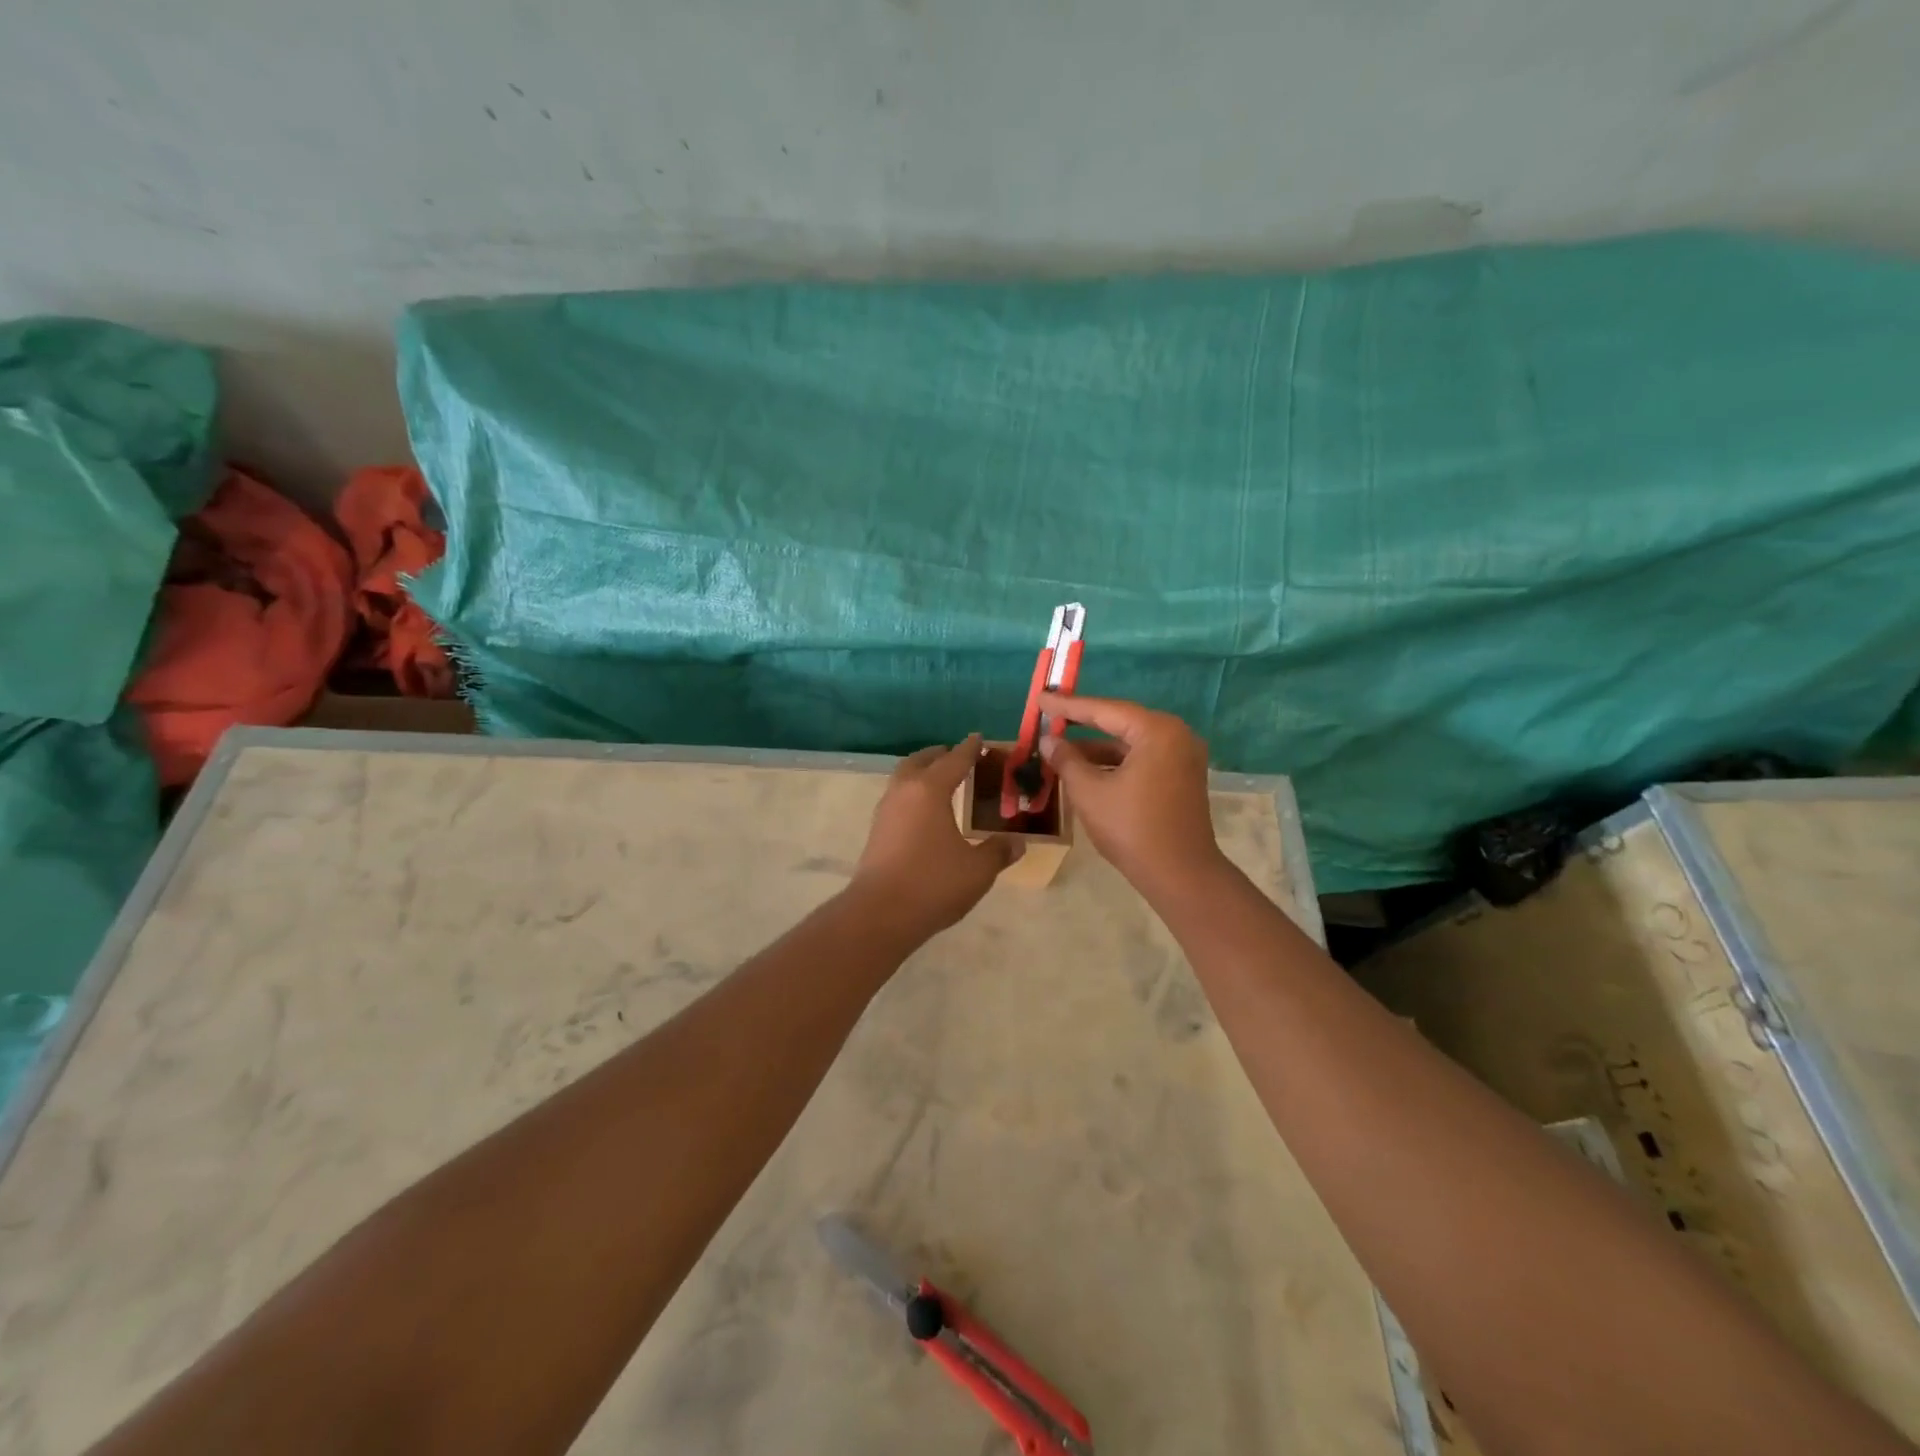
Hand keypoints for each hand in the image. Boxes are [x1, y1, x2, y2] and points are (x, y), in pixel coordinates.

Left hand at [851, 735, 1021, 935]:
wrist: (880, 914)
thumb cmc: (933, 883)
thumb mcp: (977, 870)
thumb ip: (998, 852)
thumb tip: (1017, 842)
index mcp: (930, 790)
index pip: (954, 761)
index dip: (969, 749)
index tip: (978, 738)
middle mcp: (904, 792)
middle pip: (920, 761)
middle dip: (939, 755)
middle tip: (956, 756)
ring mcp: (885, 811)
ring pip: (903, 778)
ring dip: (921, 773)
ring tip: (940, 781)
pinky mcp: (876, 831)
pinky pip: (897, 798)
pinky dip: (912, 793)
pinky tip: (924, 812)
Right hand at [1037, 695, 1226, 899]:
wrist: (1181, 875)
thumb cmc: (1132, 829)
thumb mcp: (1089, 792)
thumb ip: (1066, 761)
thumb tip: (1049, 740)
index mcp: (1157, 731)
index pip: (1104, 710)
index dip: (1068, 705)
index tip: (1041, 697)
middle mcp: (1176, 735)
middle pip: (1121, 722)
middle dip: (1083, 724)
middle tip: (1049, 716)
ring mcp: (1183, 757)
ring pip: (1131, 743)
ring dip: (1097, 747)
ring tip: (1060, 750)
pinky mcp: (1182, 777)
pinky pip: (1143, 759)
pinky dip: (1115, 762)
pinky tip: (1088, 770)